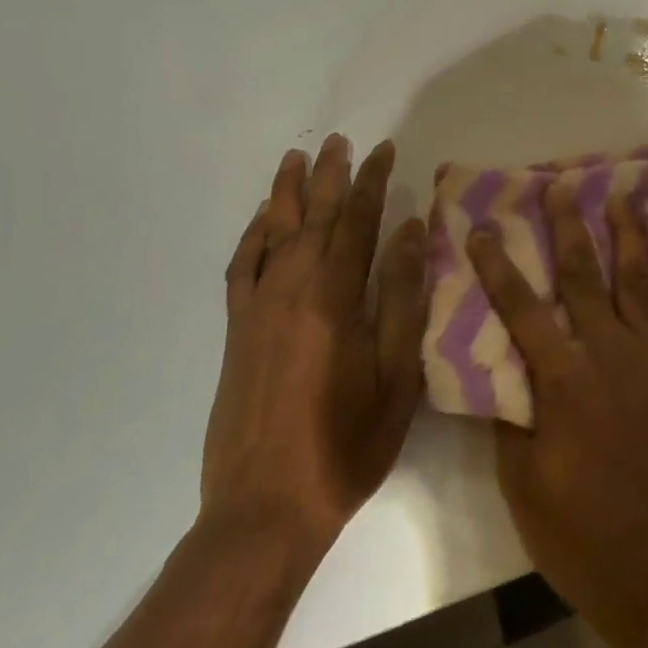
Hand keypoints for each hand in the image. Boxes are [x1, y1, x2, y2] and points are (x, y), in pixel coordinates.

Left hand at [201, 136, 427, 554]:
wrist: (264, 509)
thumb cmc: (346, 445)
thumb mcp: (397, 376)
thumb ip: (403, 297)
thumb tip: (411, 231)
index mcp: (335, 297)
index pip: (357, 221)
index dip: (372, 181)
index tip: (383, 149)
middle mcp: (292, 289)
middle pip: (313, 216)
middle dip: (329, 175)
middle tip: (340, 139)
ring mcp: (258, 308)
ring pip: (273, 232)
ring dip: (286, 192)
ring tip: (296, 158)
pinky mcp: (236, 331)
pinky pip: (241, 267)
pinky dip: (252, 236)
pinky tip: (260, 220)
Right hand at [467, 181, 647, 647]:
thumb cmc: (582, 537)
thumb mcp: (523, 485)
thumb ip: (511, 419)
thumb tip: (502, 372)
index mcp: (564, 379)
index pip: (521, 309)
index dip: (497, 265)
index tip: (481, 227)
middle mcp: (610, 355)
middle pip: (584, 277)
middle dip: (568, 227)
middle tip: (561, 186)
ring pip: (642, 284)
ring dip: (632, 237)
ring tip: (625, 198)